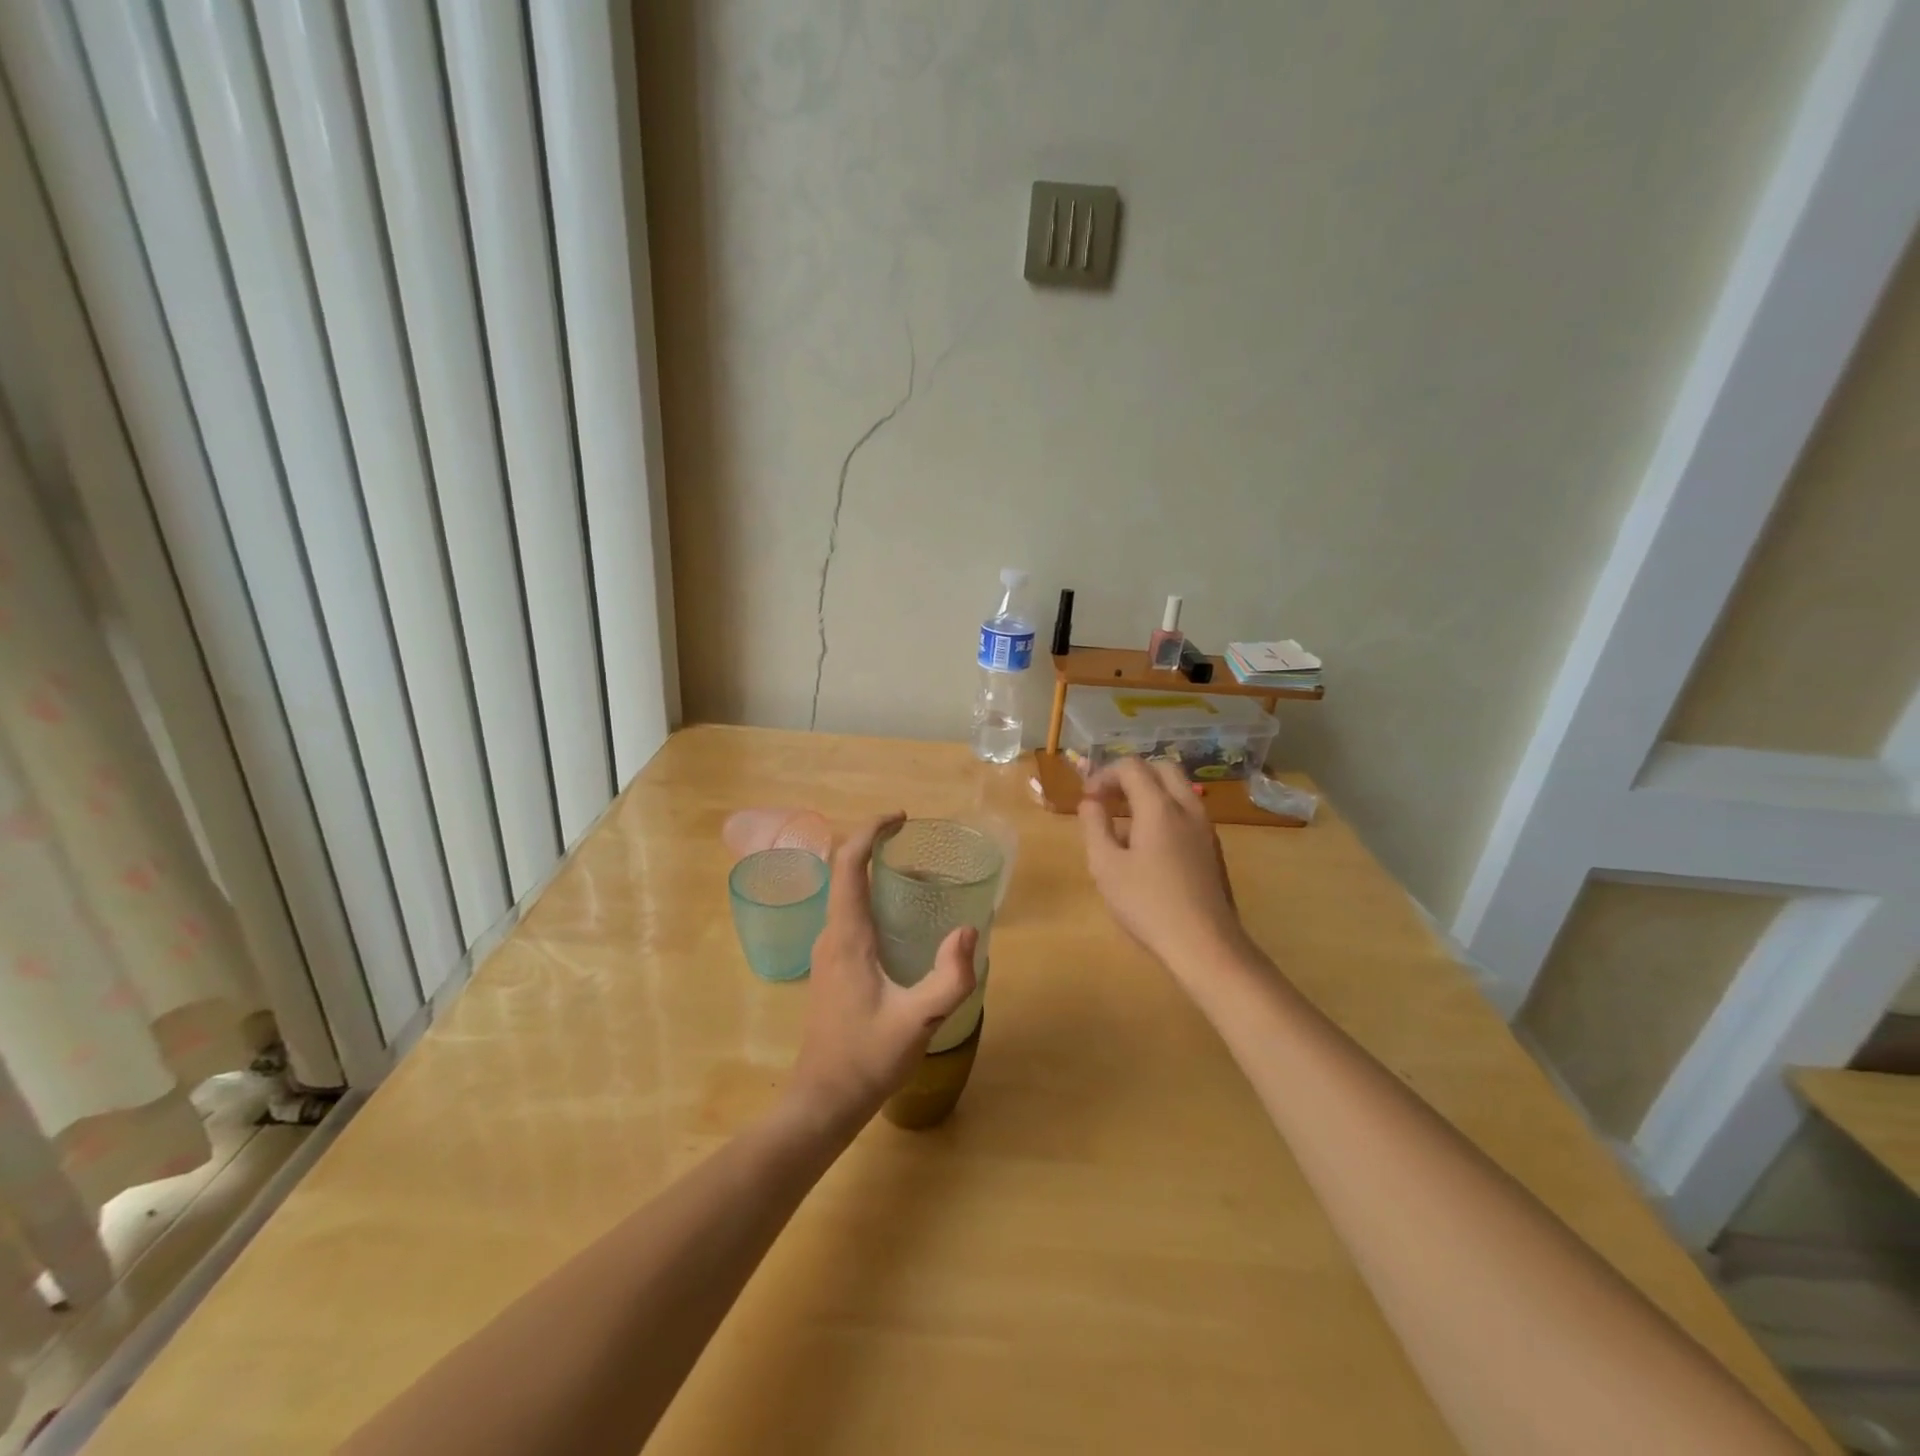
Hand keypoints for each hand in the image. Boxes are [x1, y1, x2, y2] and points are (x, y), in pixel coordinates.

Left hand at [787, 814, 978, 1131]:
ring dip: (875, 873)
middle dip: (877, 846)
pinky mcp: (831, 967)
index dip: (872, 830)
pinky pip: (849, 913)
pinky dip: (873, 897)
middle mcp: (830, 934)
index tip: (902, 819)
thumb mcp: (918, 1021)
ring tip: (919, 879)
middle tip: (918, 846)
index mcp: (847, 935)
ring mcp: (826, 951)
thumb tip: (967, 930)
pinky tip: (902, 920)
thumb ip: (948, 978)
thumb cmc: (867, 1058)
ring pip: (846, 893)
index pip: (849, 862)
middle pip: (845, 870)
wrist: (823, 1100)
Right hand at [1078, 759, 1246, 975]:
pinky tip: (1147, 848)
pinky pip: (1187, 813)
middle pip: (1161, 768)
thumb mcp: (1105, 866)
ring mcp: (1205, 828)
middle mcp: (1187, 808)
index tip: (1087, 798)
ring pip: (1178, 790)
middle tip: (1108, 799)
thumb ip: (1094, 826)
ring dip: (1149, 793)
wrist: (1205, 945)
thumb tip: (1090, 802)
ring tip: (1123, 823)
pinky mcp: (1213, 849)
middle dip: (1130, 775)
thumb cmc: (1148, 904)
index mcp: (1159, 807)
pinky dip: (1164, 812)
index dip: (1104, 774)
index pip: (1131, 766)